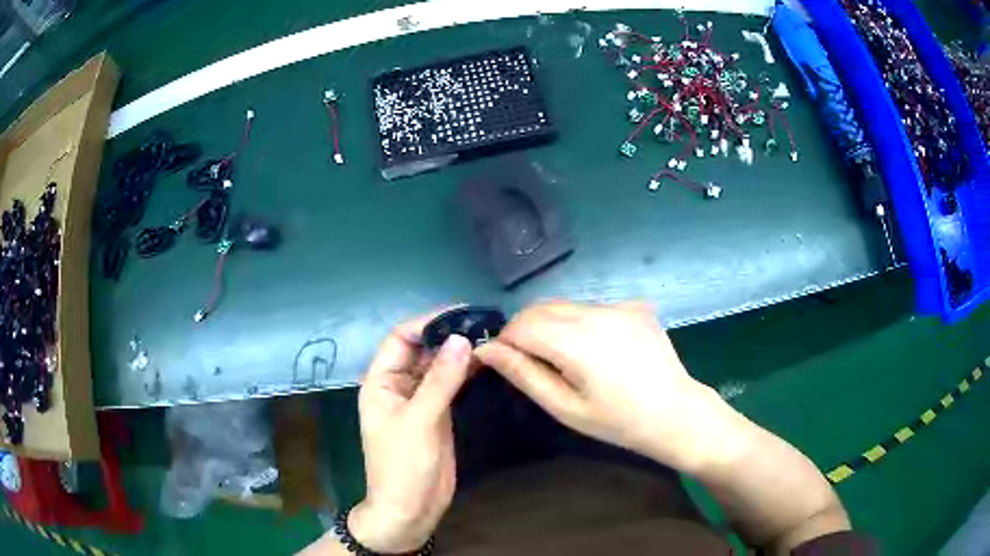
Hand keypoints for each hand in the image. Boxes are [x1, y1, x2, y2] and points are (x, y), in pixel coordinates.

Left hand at [349, 313, 473, 552]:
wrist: (410, 510)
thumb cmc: (403, 466)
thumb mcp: (419, 421)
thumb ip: (440, 381)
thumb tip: (462, 339)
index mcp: (381, 382)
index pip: (400, 338)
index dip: (426, 323)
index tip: (460, 313)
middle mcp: (398, 386)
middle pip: (420, 349)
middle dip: (446, 335)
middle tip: (481, 321)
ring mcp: (419, 400)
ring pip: (437, 366)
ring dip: (458, 352)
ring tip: (488, 335)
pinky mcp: (437, 414)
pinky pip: (449, 385)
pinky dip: (464, 372)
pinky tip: (484, 362)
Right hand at [475, 301, 728, 471]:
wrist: (676, 413)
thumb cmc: (618, 421)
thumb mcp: (565, 407)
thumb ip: (524, 374)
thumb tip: (487, 351)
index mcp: (577, 340)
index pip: (521, 325)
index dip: (505, 342)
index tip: (504, 363)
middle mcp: (596, 312)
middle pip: (540, 307)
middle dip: (524, 330)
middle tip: (529, 362)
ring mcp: (619, 305)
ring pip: (565, 305)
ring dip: (551, 324)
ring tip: (563, 358)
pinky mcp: (635, 306)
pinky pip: (592, 307)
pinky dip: (579, 322)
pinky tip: (596, 349)